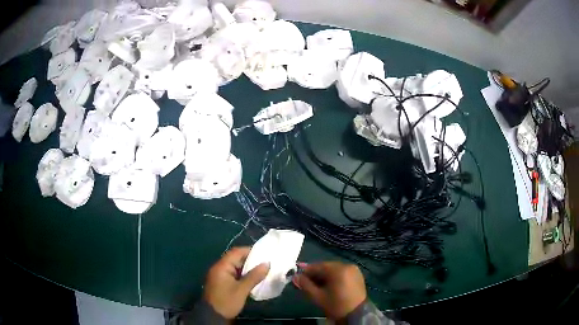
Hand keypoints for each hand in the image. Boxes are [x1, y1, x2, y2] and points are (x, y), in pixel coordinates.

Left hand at [203, 247, 269, 318]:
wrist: (213, 316)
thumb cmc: (227, 301)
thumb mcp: (242, 289)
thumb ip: (254, 276)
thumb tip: (267, 264)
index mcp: (222, 266)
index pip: (236, 252)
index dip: (250, 251)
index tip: (264, 254)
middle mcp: (219, 268)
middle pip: (235, 259)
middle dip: (250, 260)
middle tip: (265, 263)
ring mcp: (219, 275)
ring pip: (235, 267)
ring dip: (247, 269)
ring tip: (262, 271)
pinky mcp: (221, 283)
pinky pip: (233, 274)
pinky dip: (242, 275)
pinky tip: (252, 279)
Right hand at [293, 262, 366, 319]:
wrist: (356, 314)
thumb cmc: (336, 305)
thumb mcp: (318, 297)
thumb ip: (305, 285)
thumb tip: (295, 277)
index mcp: (338, 269)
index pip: (318, 266)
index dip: (306, 271)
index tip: (297, 277)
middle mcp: (347, 265)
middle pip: (326, 267)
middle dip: (315, 274)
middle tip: (306, 282)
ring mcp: (354, 270)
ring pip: (334, 269)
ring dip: (324, 275)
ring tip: (316, 285)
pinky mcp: (357, 275)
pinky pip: (342, 272)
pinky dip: (333, 277)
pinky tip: (328, 285)